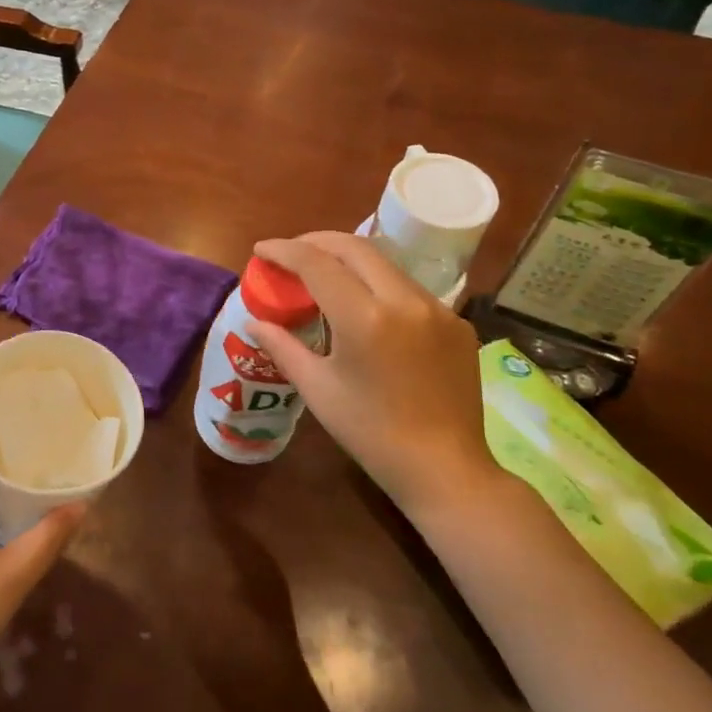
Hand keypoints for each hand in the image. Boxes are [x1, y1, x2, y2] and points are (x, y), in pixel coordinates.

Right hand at [246, 232, 499, 520]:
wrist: (445, 469)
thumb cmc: (370, 432)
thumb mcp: (317, 389)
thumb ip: (282, 347)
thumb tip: (254, 322)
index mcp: (364, 317)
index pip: (316, 263)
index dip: (284, 250)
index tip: (261, 249)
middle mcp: (404, 301)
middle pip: (354, 247)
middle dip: (316, 242)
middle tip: (290, 254)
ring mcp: (437, 309)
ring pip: (385, 264)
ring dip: (349, 259)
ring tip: (323, 274)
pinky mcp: (456, 323)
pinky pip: (409, 289)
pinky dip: (378, 285)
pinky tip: (366, 308)